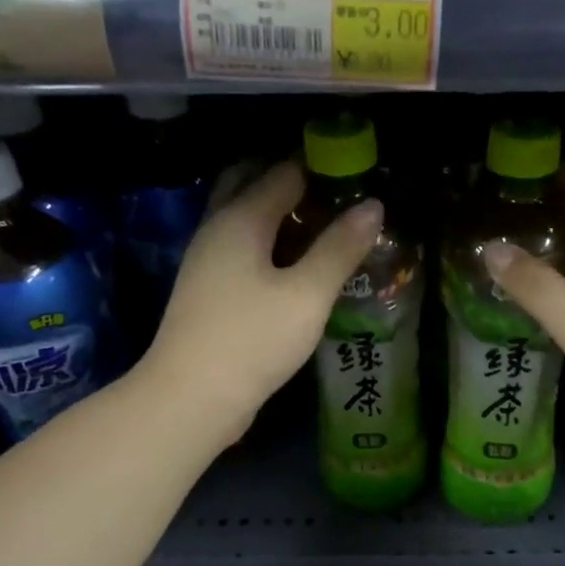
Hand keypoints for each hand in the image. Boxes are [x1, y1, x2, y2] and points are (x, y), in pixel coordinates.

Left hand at [139, 161, 381, 449]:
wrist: (191, 397)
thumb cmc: (252, 340)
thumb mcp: (308, 295)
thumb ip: (340, 248)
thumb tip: (373, 205)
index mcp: (241, 219)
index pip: (283, 172)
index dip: (321, 168)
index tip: (356, 173)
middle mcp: (217, 229)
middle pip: (251, 185)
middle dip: (291, 182)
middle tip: (336, 195)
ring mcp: (207, 262)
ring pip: (245, 221)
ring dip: (280, 215)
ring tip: (325, 228)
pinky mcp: (208, 292)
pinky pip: (242, 251)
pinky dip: (269, 245)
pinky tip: (296, 268)